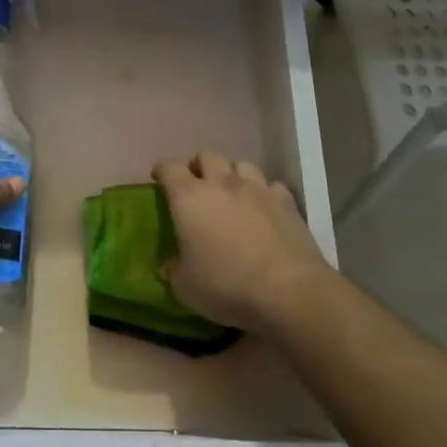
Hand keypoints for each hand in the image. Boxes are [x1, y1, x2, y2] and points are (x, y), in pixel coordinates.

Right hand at [152, 152, 330, 332]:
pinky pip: (271, 185)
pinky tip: (265, 209)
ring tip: (232, 193)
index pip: (169, 168)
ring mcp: (257, 189)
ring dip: (232, 174)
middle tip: (197, 185)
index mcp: (189, 198)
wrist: (288, 291)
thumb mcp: (186, 288)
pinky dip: (264, 193)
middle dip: (199, 166)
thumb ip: (174, 271)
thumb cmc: (226, 286)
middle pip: (207, 156)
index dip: (162, 170)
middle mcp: (222, 183)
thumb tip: (168, 266)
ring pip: (241, 164)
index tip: (159, 179)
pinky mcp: (287, 201)